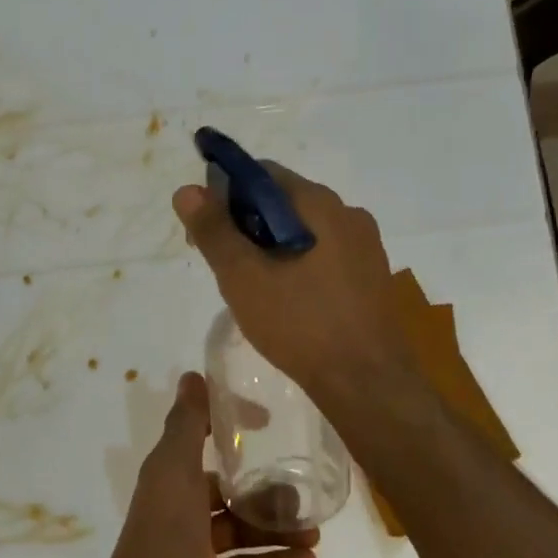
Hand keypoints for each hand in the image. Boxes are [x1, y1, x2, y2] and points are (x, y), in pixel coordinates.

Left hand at [97, 373, 317, 557]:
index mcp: (166, 479)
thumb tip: (193, 375)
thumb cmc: (165, 539)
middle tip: (304, 490)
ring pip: (239, 531)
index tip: (268, 421)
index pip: (199, 441)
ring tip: (315, 529)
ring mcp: (190, 554)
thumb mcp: (175, 471)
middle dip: (262, 490)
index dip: (229, 427)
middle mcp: (176, 511)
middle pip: (224, 492)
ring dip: (274, 528)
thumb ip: (186, 424)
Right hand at [172, 167, 411, 405]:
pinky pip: (323, 254)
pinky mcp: (370, 277)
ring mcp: (365, 247)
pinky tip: (284, 300)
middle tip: (221, 264)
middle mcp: (348, 214)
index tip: (205, 229)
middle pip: (283, 201)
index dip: (224, 194)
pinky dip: (295, 264)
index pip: (261, 174)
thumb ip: (214, 231)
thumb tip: (186, 190)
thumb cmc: (301, 324)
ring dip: (269, 247)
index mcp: (319, 204)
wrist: (368, 384)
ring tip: (250, 287)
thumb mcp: (243, 277)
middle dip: (245, 223)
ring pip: (302, 230)